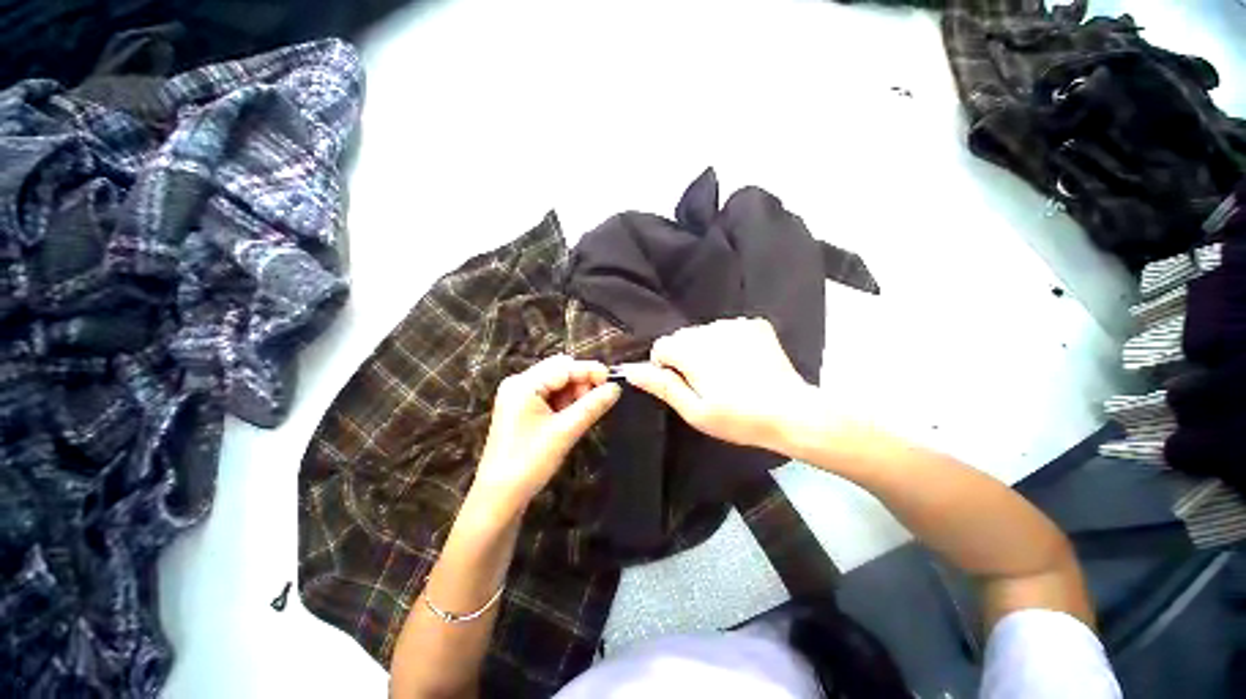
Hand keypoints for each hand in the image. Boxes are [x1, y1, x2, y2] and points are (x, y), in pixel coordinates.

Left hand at [471, 355, 621, 515]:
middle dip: (582, 381)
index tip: (613, 381)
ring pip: (556, 383)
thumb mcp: (565, 431)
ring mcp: (518, 396)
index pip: (564, 367)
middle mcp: (519, 383)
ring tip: (589, 409)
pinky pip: (549, 395)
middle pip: (559, 371)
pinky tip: (575, 413)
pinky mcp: (521, 409)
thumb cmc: (530, 461)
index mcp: (524, 384)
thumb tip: (616, 388)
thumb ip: (592, 405)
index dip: (590, 371)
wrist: (499, 497)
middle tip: (601, 398)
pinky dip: (565, 401)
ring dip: (575, 392)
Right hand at [623, 318, 817, 451]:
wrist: (791, 413)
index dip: (666, 368)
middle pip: (682, 338)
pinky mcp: (754, 324)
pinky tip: (743, 363)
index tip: (683, 386)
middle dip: (686, 357)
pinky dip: (728, 343)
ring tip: (726, 375)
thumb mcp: (694, 410)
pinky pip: (727, 330)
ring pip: (704, 333)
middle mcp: (709, 329)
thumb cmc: (737, 418)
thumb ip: (661, 385)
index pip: (661, 347)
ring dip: (706, 349)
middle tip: (706, 384)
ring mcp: (734, 324)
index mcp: (691, 350)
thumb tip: (629, 369)